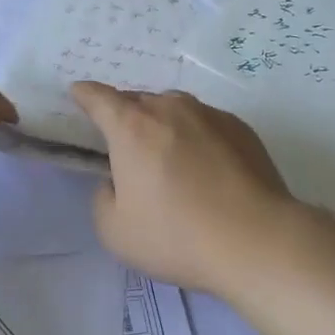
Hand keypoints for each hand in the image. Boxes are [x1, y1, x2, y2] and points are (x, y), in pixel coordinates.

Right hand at [70, 82, 310, 297]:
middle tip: (125, 144)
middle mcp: (169, 108)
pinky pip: (205, 123)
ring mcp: (209, 114)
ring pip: (174, 108)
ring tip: (167, 155)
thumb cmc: (177, 236)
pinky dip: (196, 135)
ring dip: (163, 123)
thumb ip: (103, 198)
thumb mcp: (115, 231)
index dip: (84, 94)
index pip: (99, 98)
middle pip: (137, 101)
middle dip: (125, 115)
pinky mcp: (240, 128)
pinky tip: (205, 167)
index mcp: (132, 127)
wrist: (257, 241)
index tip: (78, 93)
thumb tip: (115, 181)